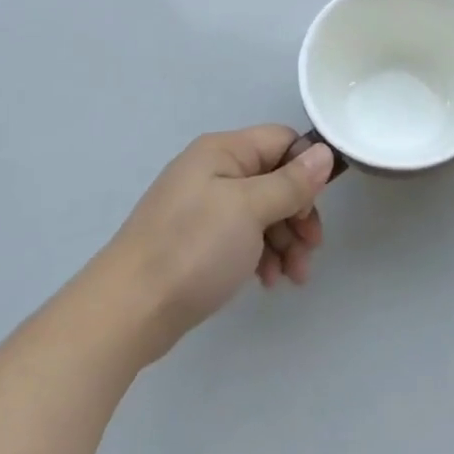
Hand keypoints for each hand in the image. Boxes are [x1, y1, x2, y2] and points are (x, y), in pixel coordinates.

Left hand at [100, 127, 334, 361]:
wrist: (128, 312)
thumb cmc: (192, 249)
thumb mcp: (250, 210)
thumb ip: (291, 182)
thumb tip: (325, 152)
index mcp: (223, 151)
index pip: (281, 141)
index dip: (306, 168)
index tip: (316, 205)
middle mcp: (213, 172)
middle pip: (275, 179)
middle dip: (299, 213)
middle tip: (312, 247)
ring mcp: (204, 208)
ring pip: (263, 212)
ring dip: (286, 241)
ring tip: (296, 276)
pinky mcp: (199, 242)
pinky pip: (243, 237)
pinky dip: (262, 255)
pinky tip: (269, 282)